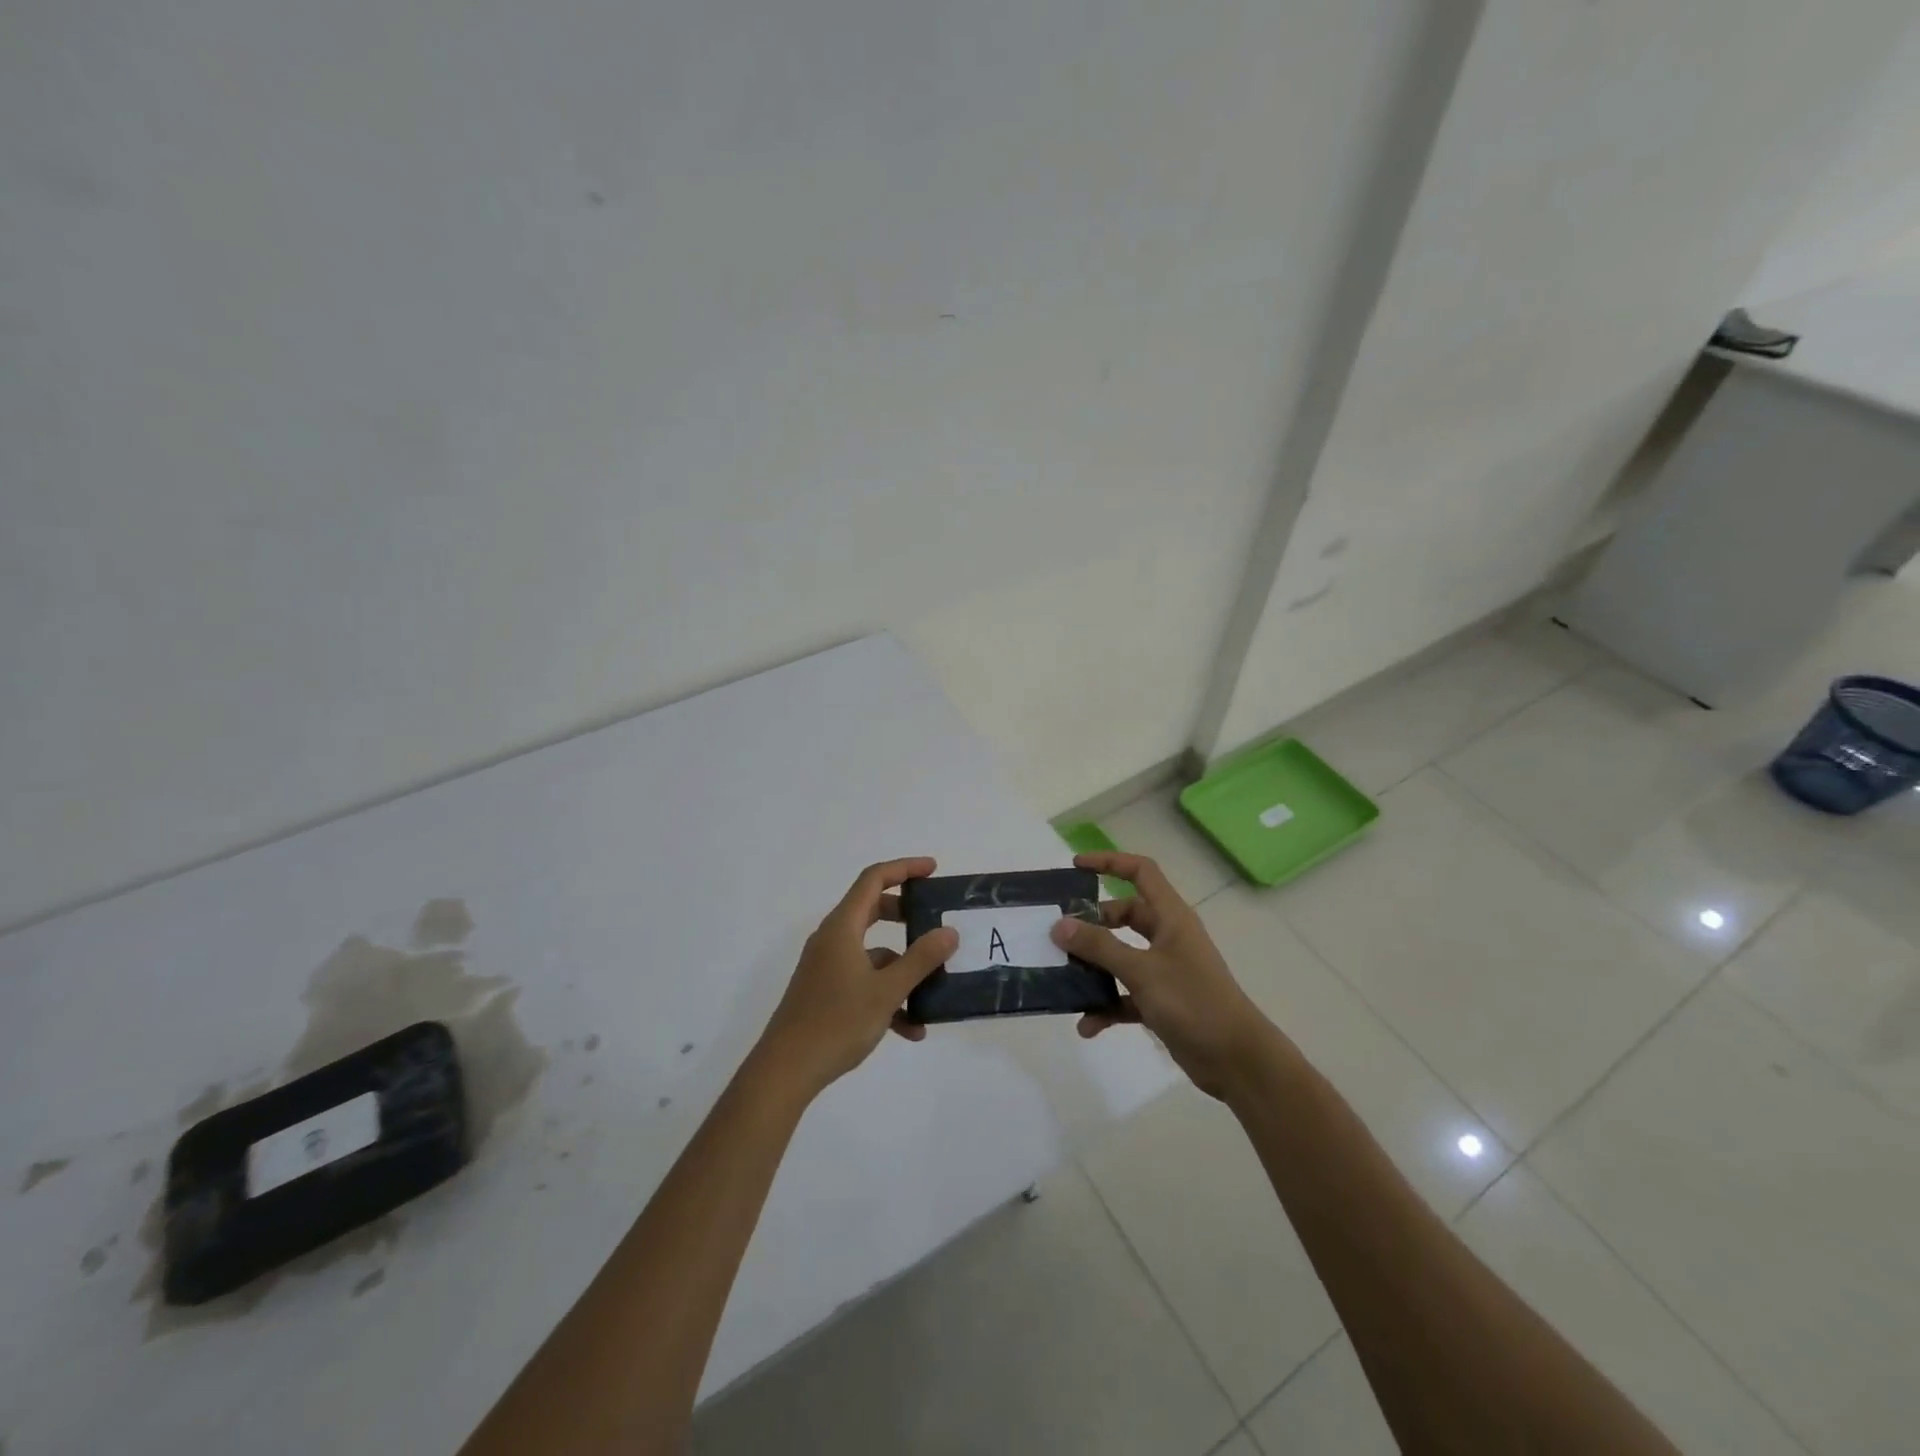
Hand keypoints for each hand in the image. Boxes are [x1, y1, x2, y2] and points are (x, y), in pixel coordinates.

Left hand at [755, 858, 957, 1098]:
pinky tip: (910, 1030)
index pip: (873, 879)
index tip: (933, 870)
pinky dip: (887, 995)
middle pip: (872, 910)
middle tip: (934, 920)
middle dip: (906, 915)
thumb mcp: (887, 990)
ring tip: (933, 991)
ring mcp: (827, 967)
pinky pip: (863, 981)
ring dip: (902, 967)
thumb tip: (949, 932)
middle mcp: (832, 939)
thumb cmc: (837, 1022)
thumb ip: (921, 959)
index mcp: (842, 927)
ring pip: (872, 952)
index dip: (904, 868)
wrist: (786, 1070)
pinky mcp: (825, 992)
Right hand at [1052, 852, 1275, 1099]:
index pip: (1141, 873)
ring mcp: (1165, 970)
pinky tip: (1087, 1026)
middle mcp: (1168, 937)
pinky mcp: (1162, 1002)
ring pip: (1121, 957)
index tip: (1076, 867)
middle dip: (1093, 924)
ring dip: (1095, 969)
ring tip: (1065, 979)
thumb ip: (1100, 947)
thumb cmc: (1193, 1002)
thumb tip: (1060, 925)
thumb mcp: (1142, 970)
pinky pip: (1125, 995)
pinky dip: (1107, 1006)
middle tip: (1060, 933)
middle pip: (1124, 916)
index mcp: (1170, 917)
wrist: (1237, 1060)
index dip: (1110, 862)